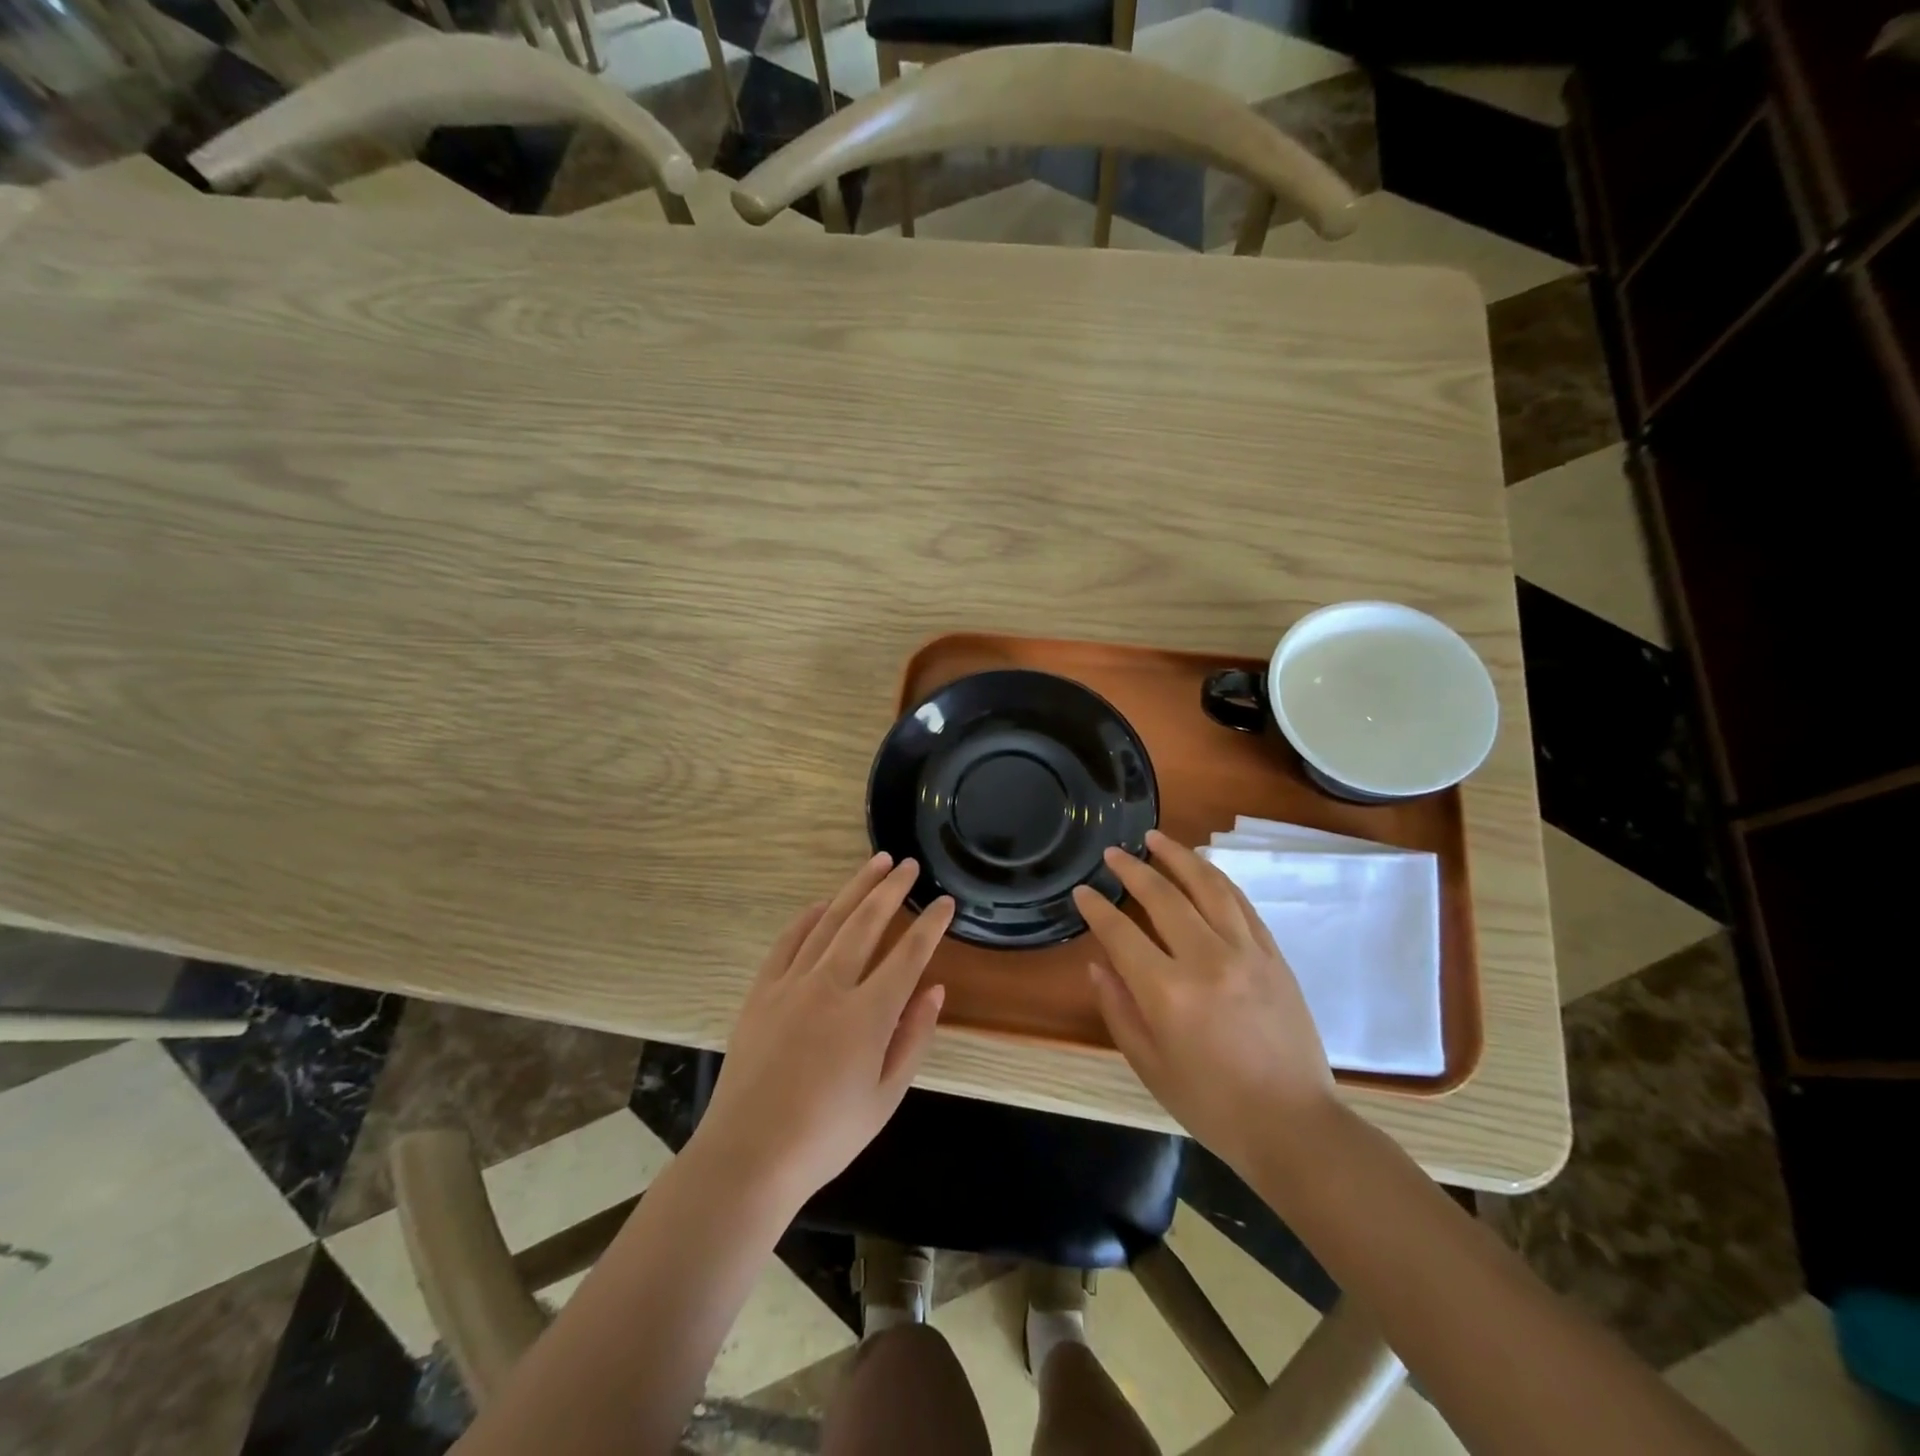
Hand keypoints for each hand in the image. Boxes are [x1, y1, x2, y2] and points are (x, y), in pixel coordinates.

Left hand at [695, 853, 954, 1207]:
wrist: (749, 1156)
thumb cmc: (827, 1135)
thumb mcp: (885, 1097)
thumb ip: (913, 1038)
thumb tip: (935, 990)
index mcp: (868, 1014)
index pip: (909, 955)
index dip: (930, 925)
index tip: (945, 902)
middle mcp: (831, 986)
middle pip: (867, 923)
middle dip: (892, 889)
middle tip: (908, 865)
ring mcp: (792, 984)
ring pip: (829, 921)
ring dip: (854, 889)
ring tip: (875, 864)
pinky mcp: (762, 991)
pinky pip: (788, 941)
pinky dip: (807, 918)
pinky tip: (821, 904)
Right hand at [1071, 830, 1336, 1179]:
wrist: (1293, 1125)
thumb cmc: (1212, 1104)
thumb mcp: (1150, 1066)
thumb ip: (1119, 1010)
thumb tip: (1099, 964)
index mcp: (1168, 992)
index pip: (1122, 933)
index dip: (1097, 908)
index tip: (1082, 891)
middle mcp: (1206, 960)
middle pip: (1163, 897)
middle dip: (1133, 869)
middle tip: (1113, 852)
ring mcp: (1246, 953)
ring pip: (1208, 887)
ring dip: (1179, 857)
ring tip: (1157, 838)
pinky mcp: (1273, 955)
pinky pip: (1241, 904)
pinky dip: (1218, 880)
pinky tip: (1203, 869)